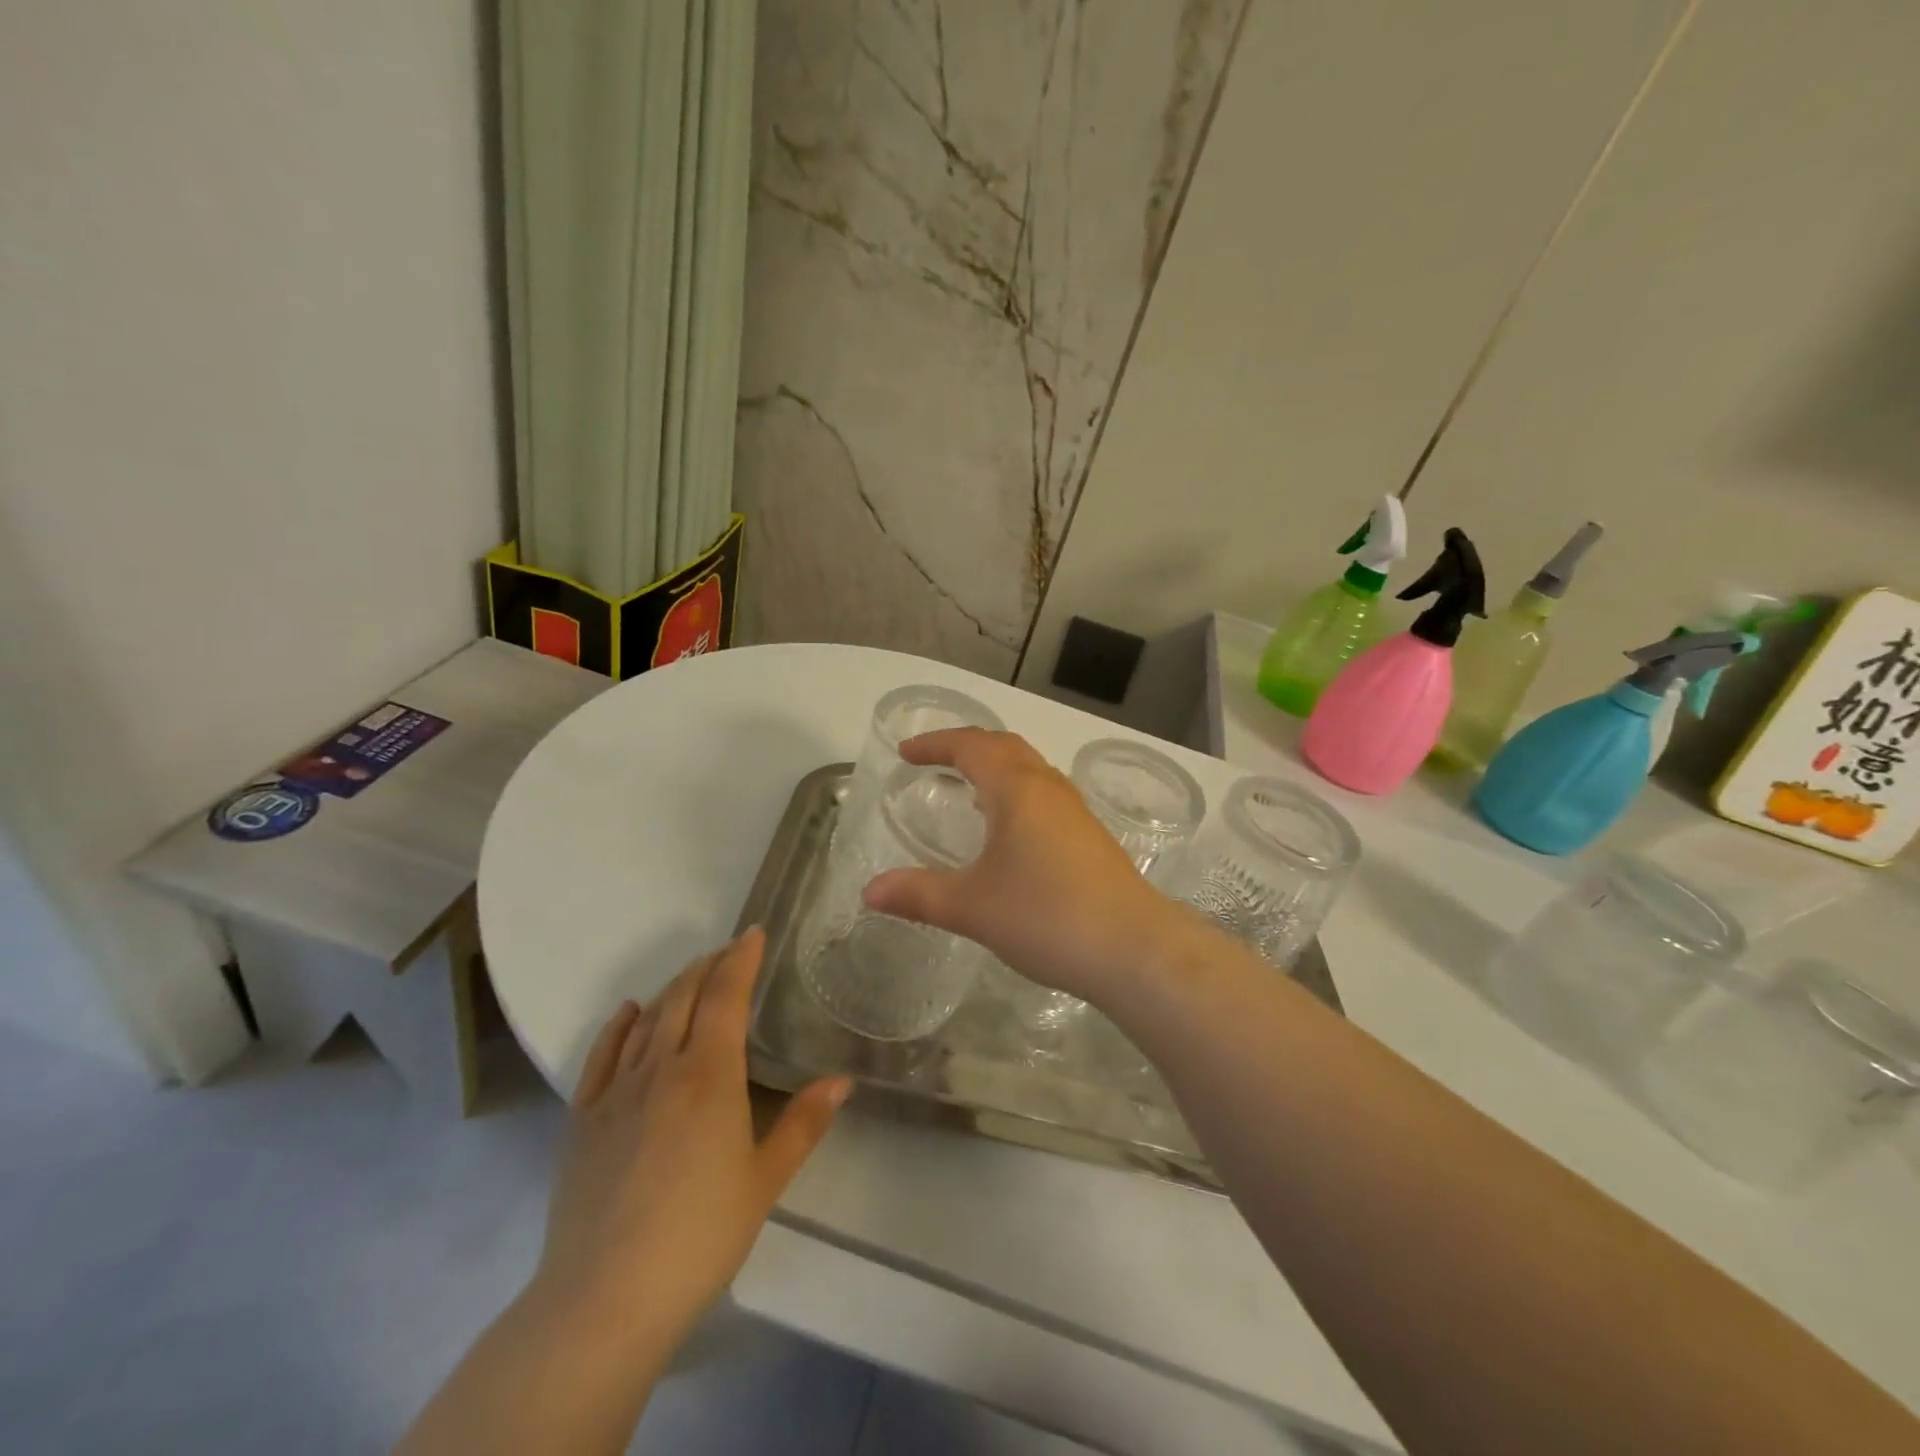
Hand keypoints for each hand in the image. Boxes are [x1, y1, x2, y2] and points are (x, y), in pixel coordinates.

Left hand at [531, 930, 848, 1356]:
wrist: (605, 1299)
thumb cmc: (700, 1236)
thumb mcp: (765, 1180)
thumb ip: (804, 1123)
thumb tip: (842, 1080)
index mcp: (710, 1074)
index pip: (726, 995)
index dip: (741, 959)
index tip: (753, 934)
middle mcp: (662, 1068)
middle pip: (685, 997)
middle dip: (709, 966)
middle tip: (728, 950)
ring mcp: (617, 1091)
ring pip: (648, 1019)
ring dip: (672, 988)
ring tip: (692, 974)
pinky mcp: (583, 1119)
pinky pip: (602, 1056)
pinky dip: (619, 1025)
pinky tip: (630, 1012)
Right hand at [862, 729, 1194, 1003]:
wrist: (1134, 948)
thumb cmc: (1046, 916)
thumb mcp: (972, 906)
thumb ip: (918, 894)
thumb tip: (869, 892)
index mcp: (1017, 789)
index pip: (970, 746)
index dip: (935, 744)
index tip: (905, 752)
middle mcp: (1048, 788)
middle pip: (1004, 747)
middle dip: (965, 747)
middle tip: (933, 762)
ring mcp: (1075, 811)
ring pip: (1029, 769)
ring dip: (995, 768)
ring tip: (967, 790)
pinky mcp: (1090, 836)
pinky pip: (1044, 795)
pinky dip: (1016, 792)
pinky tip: (1009, 831)